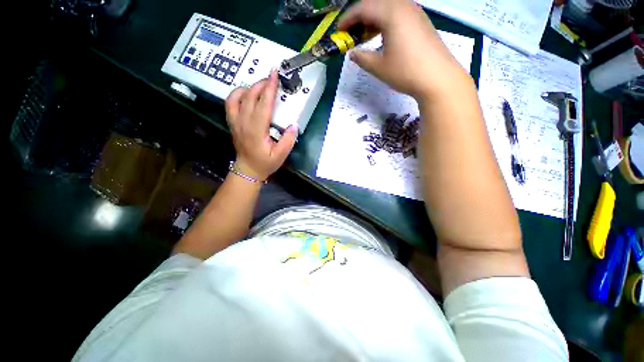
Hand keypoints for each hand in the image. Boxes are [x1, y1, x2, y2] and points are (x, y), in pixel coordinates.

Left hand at [225, 70, 297, 180]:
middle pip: (250, 96)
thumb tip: (293, 125)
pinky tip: (246, 93)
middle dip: (262, 84)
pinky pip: (230, 102)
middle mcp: (243, 123)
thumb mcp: (280, 155)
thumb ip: (288, 141)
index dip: (270, 88)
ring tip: (261, 86)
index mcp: (256, 130)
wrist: (248, 169)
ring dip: (250, 87)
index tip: (274, 74)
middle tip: (272, 79)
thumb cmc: (265, 163)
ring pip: (238, 96)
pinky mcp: (232, 122)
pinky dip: (237, 93)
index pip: (263, 104)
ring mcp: (235, 121)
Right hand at [338, 0, 469, 99]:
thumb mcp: (378, 67)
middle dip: (360, 16)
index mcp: (391, 13)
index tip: (339, 30)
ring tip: (366, 34)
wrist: (437, 78)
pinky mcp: (422, 21)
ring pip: (388, 6)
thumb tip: (352, 53)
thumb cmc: (405, 71)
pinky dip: (386, 20)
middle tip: (351, 32)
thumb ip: (362, 58)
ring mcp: (415, 12)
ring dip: (374, 18)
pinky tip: (383, 35)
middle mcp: (404, 6)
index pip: (363, 8)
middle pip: (376, 2)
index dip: (348, 18)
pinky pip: (399, 13)